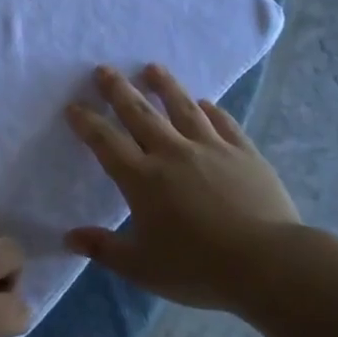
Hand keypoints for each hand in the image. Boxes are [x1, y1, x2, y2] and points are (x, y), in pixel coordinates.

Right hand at [64, 64, 300, 309]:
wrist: (268, 263)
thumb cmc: (199, 269)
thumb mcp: (142, 268)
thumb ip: (104, 249)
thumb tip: (69, 237)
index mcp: (142, 179)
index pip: (106, 142)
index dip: (87, 122)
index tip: (73, 106)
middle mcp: (172, 153)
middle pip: (140, 113)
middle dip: (118, 90)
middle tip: (104, 69)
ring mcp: (211, 148)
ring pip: (182, 107)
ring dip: (165, 85)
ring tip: (152, 67)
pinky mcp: (244, 152)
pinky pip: (222, 123)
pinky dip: (211, 110)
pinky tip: (205, 103)